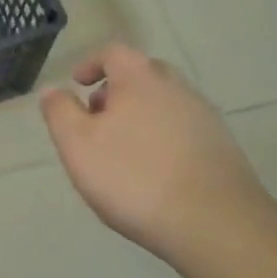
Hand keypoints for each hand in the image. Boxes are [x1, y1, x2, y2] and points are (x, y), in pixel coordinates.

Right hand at [40, 43, 268, 261]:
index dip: (92, 64)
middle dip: (117, 90)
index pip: (113, 52)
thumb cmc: (135, 177)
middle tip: (98, 117)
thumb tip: (53, 90)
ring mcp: (205, 118)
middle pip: (143, 74)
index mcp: (140, 78)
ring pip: (165, 103)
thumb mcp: (78, 145)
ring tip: (122, 150)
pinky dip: (163, 139)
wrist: (216, 225)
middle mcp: (176, 88)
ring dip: (141, 116)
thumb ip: (60, 112)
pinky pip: (184, 130)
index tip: (77, 84)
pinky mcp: (223, 149)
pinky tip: (154, 172)